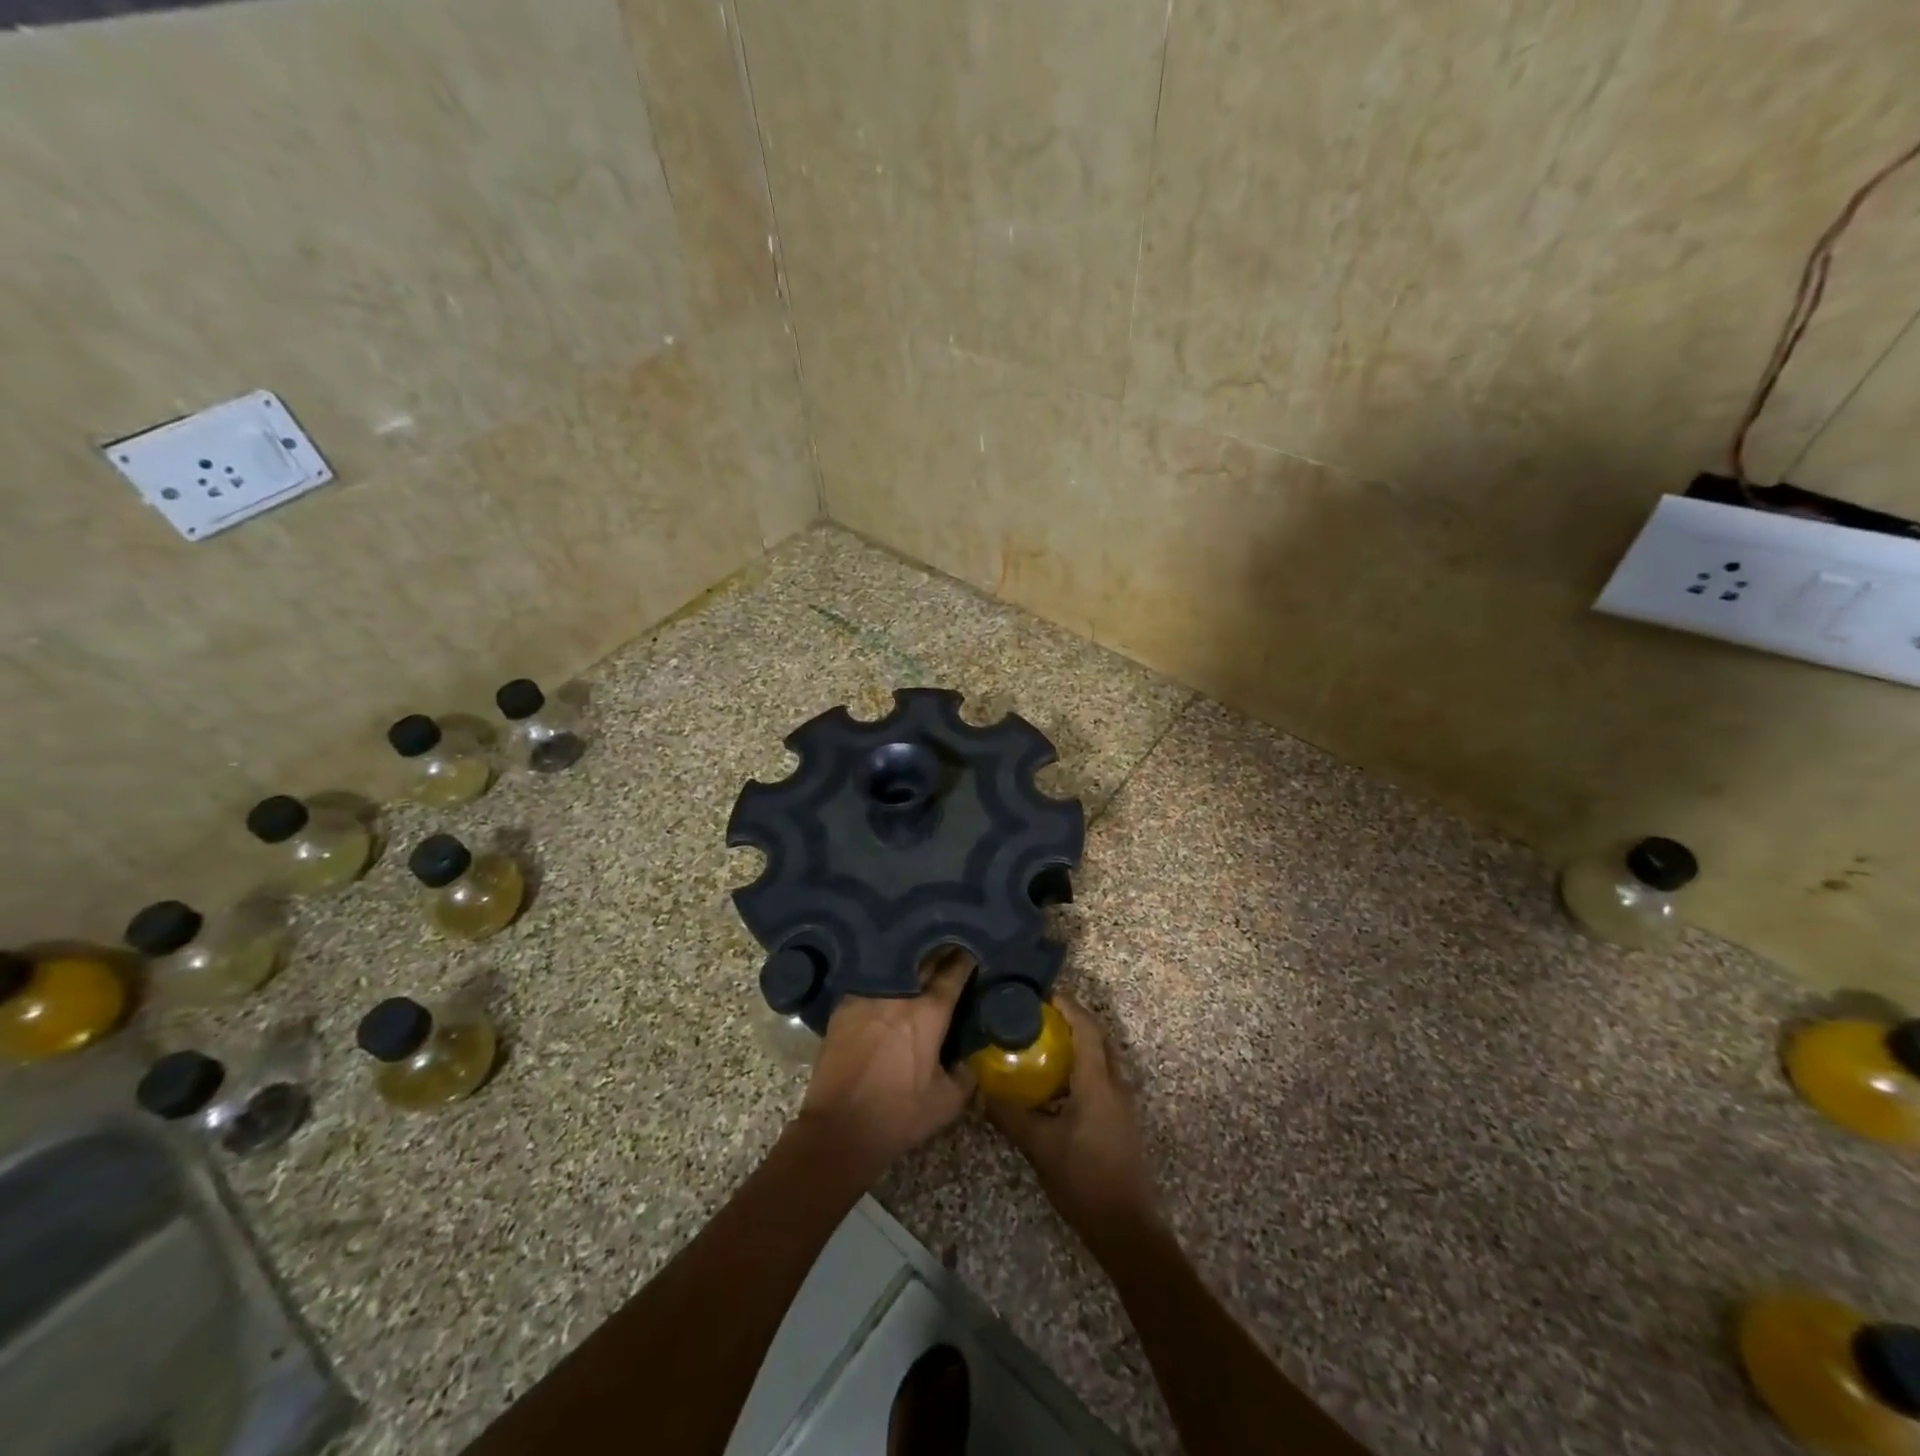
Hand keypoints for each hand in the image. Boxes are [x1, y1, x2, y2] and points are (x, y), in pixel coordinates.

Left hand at [800, 947, 976, 1175]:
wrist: (840, 1128)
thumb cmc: (899, 1115)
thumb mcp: (946, 1102)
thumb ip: (965, 1076)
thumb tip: (968, 1060)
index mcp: (929, 1012)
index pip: (953, 973)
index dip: (966, 959)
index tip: (972, 949)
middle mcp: (899, 994)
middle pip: (924, 960)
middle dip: (940, 950)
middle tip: (949, 946)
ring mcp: (868, 996)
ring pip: (894, 967)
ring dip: (910, 962)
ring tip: (919, 959)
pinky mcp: (843, 1006)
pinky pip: (869, 983)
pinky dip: (882, 979)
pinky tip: (886, 983)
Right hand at [985, 995, 1161, 1247]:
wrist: (1126, 1227)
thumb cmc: (1084, 1180)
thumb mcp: (1040, 1147)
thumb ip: (1010, 1116)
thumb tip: (979, 1093)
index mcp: (1097, 1082)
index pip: (1086, 1028)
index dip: (1067, 1006)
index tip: (1042, 994)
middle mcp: (1115, 1083)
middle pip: (1098, 1037)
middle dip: (1073, 1019)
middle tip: (1039, 1014)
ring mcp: (1122, 1102)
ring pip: (1102, 1057)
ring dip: (1078, 1042)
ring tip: (1044, 1040)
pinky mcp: (1121, 1118)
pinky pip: (1102, 1076)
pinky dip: (1082, 1065)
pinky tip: (1057, 1081)